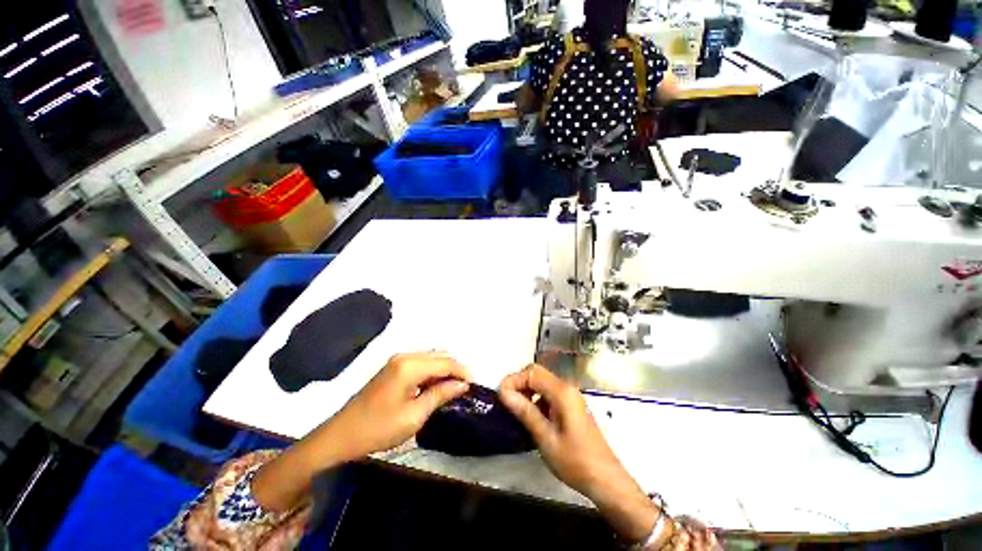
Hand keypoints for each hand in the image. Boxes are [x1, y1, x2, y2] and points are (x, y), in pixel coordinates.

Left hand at [327, 352, 471, 460]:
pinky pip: (421, 363)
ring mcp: (397, 360)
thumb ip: (440, 395)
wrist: (340, 435)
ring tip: (453, 388)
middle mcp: (405, 356)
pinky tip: (435, 386)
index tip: (475, 384)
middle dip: (454, 369)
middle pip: (439, 355)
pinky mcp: (393, 367)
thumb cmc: (378, 428)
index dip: (462, 371)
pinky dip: (432, 372)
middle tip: (465, 387)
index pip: (445, 362)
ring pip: (431, 358)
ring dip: (444, 370)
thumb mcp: (414, 416)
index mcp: (410, 366)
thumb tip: (463, 384)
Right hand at [499, 365, 659, 542]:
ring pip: (542, 382)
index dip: (513, 380)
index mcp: (562, 392)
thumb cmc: (575, 461)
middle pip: (537, 373)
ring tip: (515, 409)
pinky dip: (535, 398)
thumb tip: (503, 392)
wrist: (606, 479)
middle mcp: (566, 387)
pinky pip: (548, 393)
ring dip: (526, 390)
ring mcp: (570, 396)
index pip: (531, 373)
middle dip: (518, 383)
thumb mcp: (546, 438)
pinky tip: (530, 416)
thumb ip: (525, 412)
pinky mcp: (570, 405)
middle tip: (505, 401)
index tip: (499, 396)